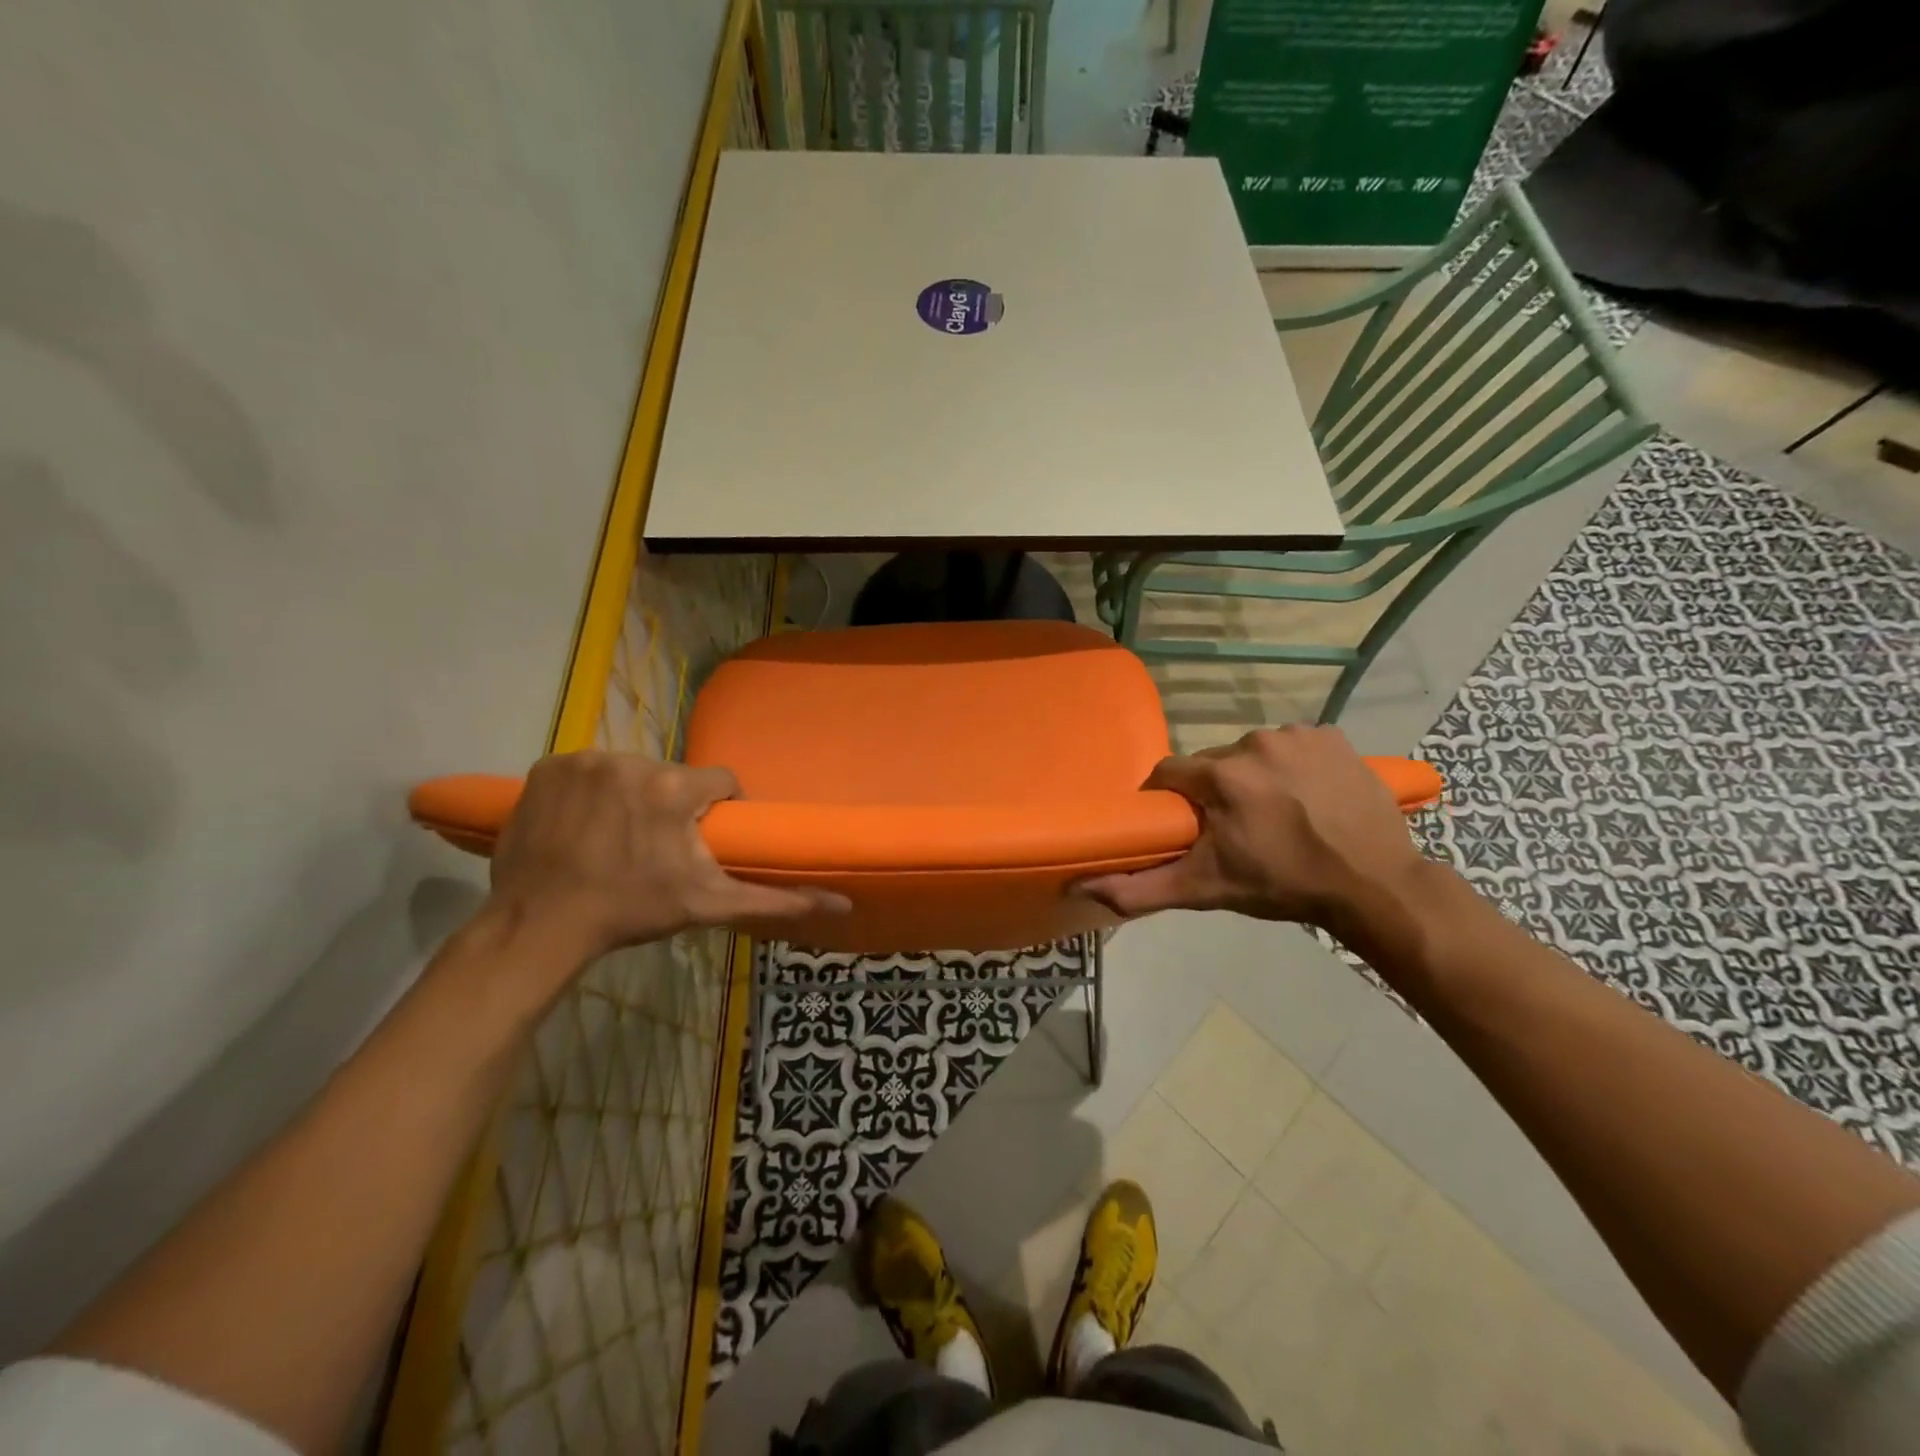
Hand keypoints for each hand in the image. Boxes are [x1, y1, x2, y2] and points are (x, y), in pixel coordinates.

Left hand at [485, 752, 848, 962]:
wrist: (540, 925)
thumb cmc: (632, 911)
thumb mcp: (710, 906)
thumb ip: (776, 900)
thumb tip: (842, 902)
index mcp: (675, 788)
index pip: (718, 781)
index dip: (715, 808)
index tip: (701, 836)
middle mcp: (632, 761)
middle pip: (670, 776)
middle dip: (669, 805)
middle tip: (654, 847)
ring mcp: (584, 760)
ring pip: (628, 771)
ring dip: (628, 797)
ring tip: (613, 838)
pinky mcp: (547, 767)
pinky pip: (584, 770)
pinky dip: (586, 792)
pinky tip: (578, 825)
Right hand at [1076, 726, 1426, 928]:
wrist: (1374, 884)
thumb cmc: (1283, 886)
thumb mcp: (1206, 890)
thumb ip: (1140, 889)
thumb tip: (1081, 888)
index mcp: (1220, 775)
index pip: (1170, 774)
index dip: (1171, 800)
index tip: (1184, 825)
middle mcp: (1254, 742)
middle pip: (1213, 764)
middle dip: (1215, 792)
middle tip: (1234, 829)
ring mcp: (1297, 735)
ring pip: (1251, 752)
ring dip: (1254, 777)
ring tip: (1275, 814)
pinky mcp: (1332, 735)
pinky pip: (1293, 745)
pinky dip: (1292, 765)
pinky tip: (1307, 795)